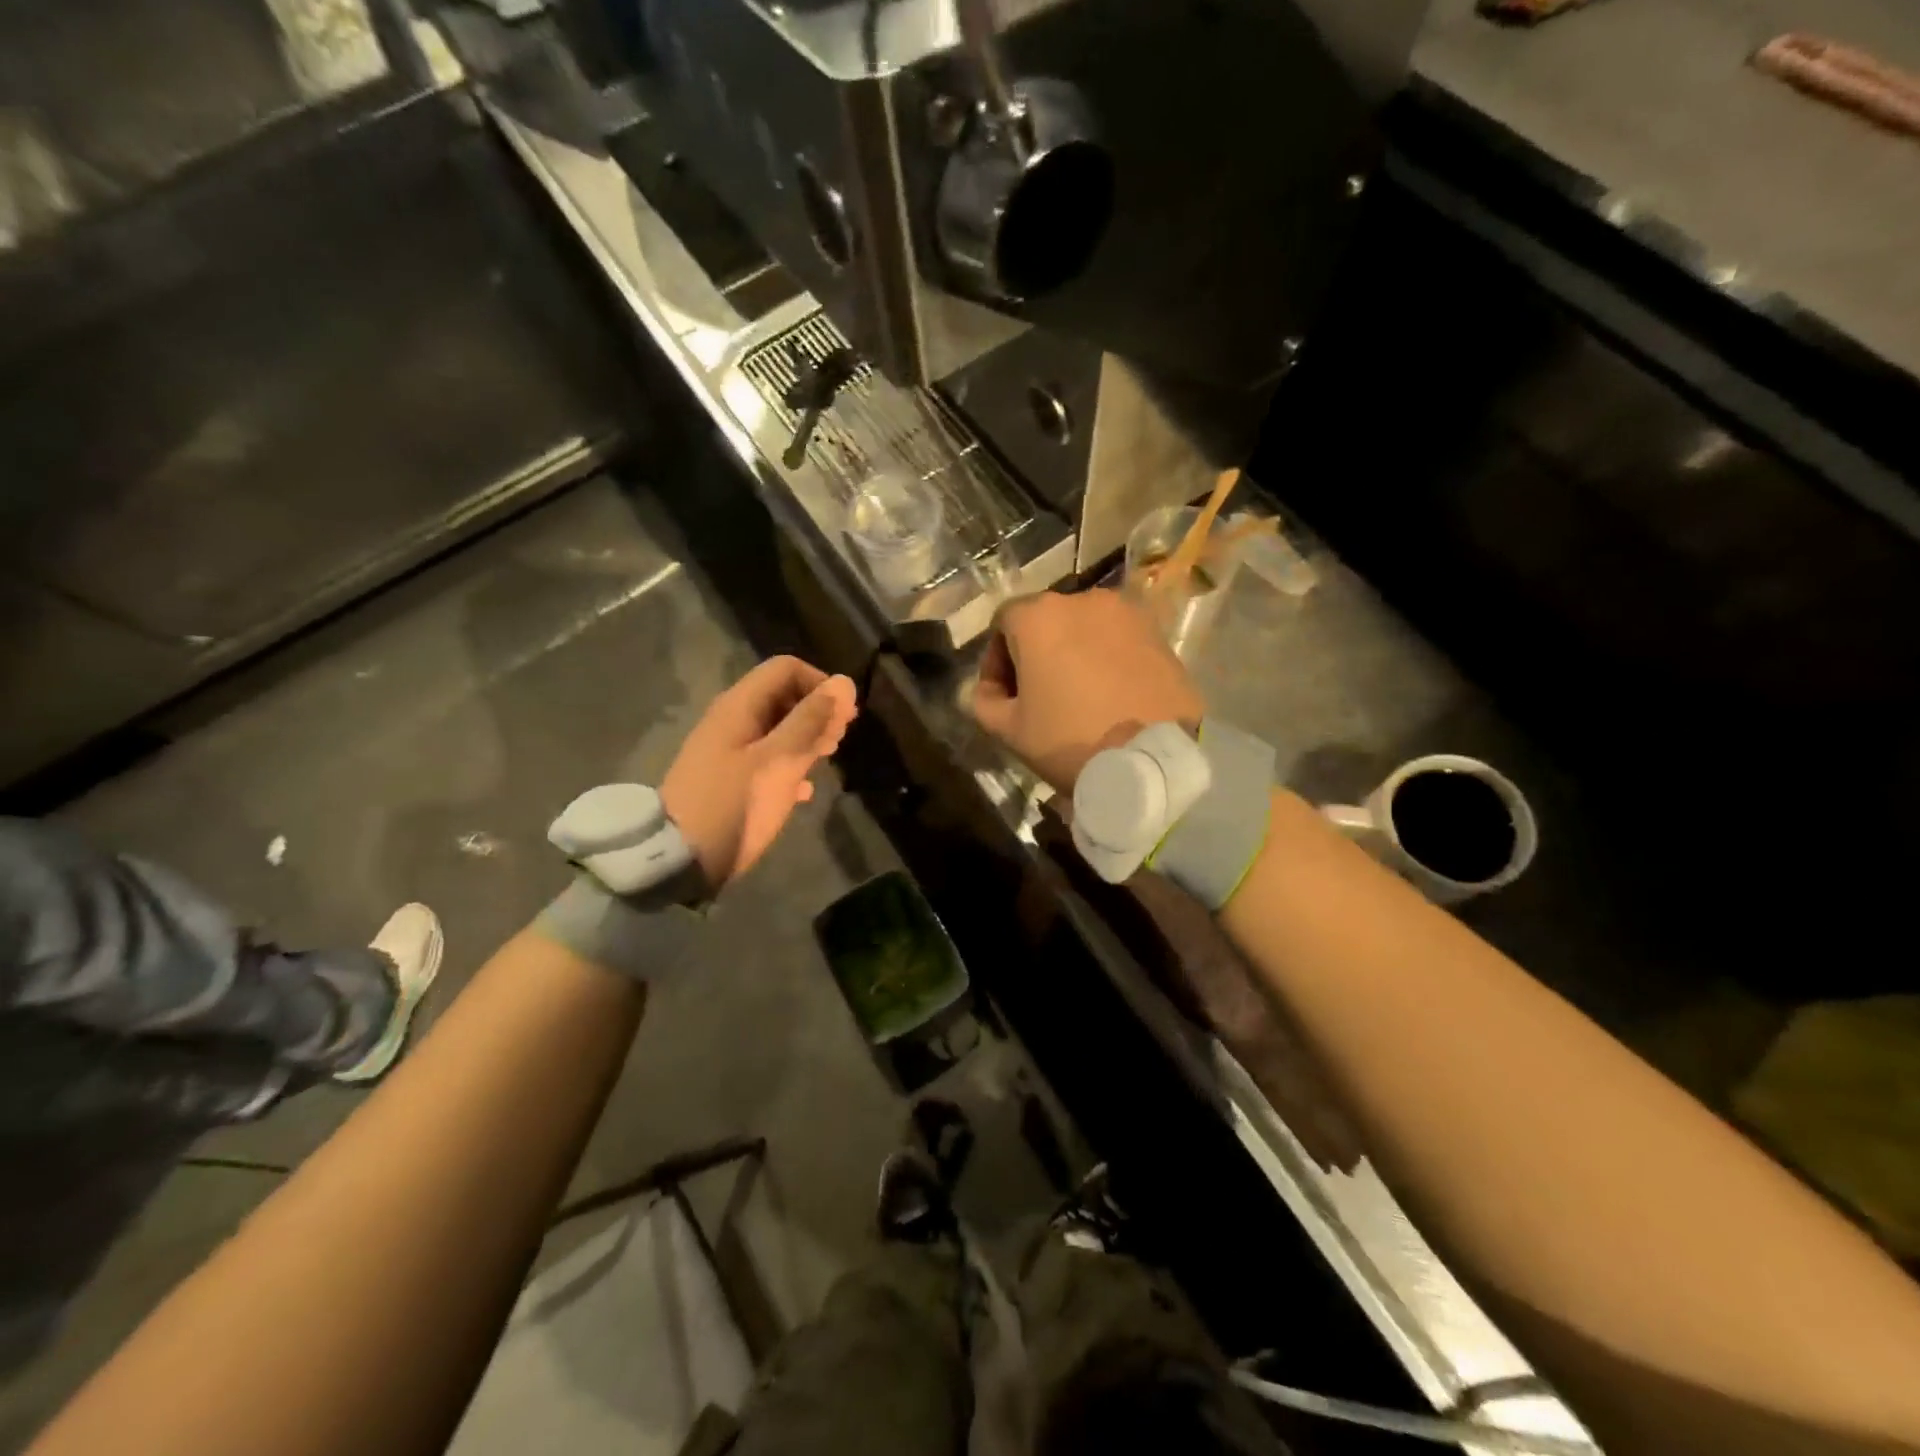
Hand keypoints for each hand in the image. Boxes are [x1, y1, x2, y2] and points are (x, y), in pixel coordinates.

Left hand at [662, 657, 857, 887]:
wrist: (679, 859)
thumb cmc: (734, 804)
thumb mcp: (779, 761)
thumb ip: (811, 721)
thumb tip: (845, 683)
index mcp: (740, 706)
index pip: (786, 669)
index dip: (821, 684)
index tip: (846, 716)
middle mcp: (733, 720)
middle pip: (782, 697)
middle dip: (817, 712)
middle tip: (839, 741)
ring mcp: (729, 751)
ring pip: (777, 729)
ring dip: (807, 738)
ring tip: (827, 760)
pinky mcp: (730, 780)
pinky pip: (768, 760)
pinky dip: (790, 765)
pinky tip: (804, 791)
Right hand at [971, 589, 1203, 792]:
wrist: (1152, 762)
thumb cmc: (1070, 740)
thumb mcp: (1010, 730)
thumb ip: (985, 701)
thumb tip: (989, 690)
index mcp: (1039, 616)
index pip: (1003, 623)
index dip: (996, 660)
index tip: (1003, 696)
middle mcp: (1083, 600)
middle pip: (1047, 621)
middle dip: (1037, 654)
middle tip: (1040, 697)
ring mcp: (1127, 614)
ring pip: (1086, 629)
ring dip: (1075, 653)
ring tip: (1080, 696)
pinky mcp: (1160, 633)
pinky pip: (1120, 641)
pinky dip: (1109, 659)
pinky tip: (1112, 696)